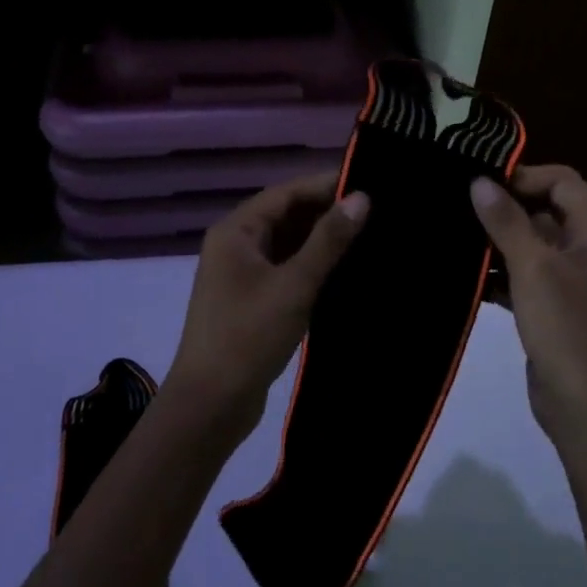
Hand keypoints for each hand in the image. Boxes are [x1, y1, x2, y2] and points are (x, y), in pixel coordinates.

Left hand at [166, 172, 369, 444]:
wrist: (210, 404)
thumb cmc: (248, 336)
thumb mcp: (294, 285)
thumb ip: (328, 241)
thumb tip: (361, 197)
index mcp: (236, 231)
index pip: (286, 193)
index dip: (324, 185)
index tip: (368, 182)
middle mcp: (235, 245)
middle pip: (286, 216)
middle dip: (326, 213)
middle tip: (376, 211)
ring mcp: (242, 274)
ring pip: (287, 244)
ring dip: (321, 241)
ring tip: (368, 236)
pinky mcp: (252, 300)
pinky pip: (286, 269)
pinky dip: (312, 266)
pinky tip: (345, 270)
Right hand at [470, 166, 586, 449]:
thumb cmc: (569, 330)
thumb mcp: (534, 269)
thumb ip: (506, 221)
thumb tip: (479, 181)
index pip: (561, 182)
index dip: (521, 177)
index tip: (476, 184)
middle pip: (546, 211)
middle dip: (503, 210)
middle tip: (455, 207)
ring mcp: (577, 282)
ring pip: (533, 246)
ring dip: (497, 243)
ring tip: (452, 238)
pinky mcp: (558, 309)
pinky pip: (527, 278)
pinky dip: (501, 276)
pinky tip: (466, 279)